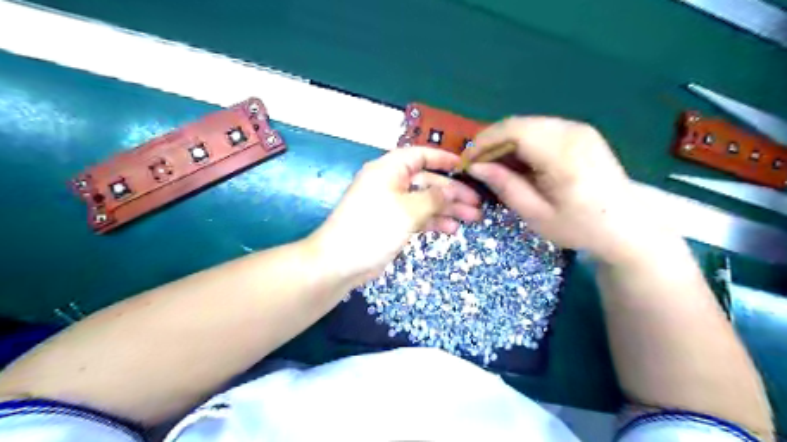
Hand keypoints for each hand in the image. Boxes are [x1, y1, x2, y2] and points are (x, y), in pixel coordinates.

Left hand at [305, 147, 479, 286]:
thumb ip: (434, 198)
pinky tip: (451, 229)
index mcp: (389, 170)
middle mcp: (390, 183)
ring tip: (472, 218)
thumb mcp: (408, 210)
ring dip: (447, 209)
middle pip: (427, 181)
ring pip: (425, 201)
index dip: (443, 159)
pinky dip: (433, 222)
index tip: (466, 167)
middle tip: (476, 203)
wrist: (341, 262)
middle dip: (452, 192)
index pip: (419, 155)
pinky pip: (417, 217)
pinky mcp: (392, 224)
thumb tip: (452, 190)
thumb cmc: (374, 227)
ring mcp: (391, 205)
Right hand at [465, 116, 652, 262]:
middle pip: (518, 123)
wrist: (626, 226)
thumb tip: (475, 167)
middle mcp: (572, 132)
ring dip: (505, 141)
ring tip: (494, 166)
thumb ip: (505, 186)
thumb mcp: (536, 214)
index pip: (513, 131)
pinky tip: (518, 162)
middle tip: (477, 165)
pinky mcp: (581, 132)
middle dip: (491, 141)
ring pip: (528, 124)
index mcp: (562, 155)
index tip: (466, 162)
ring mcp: (579, 129)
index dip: (484, 143)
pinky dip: (522, 142)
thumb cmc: (580, 227)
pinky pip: (541, 129)